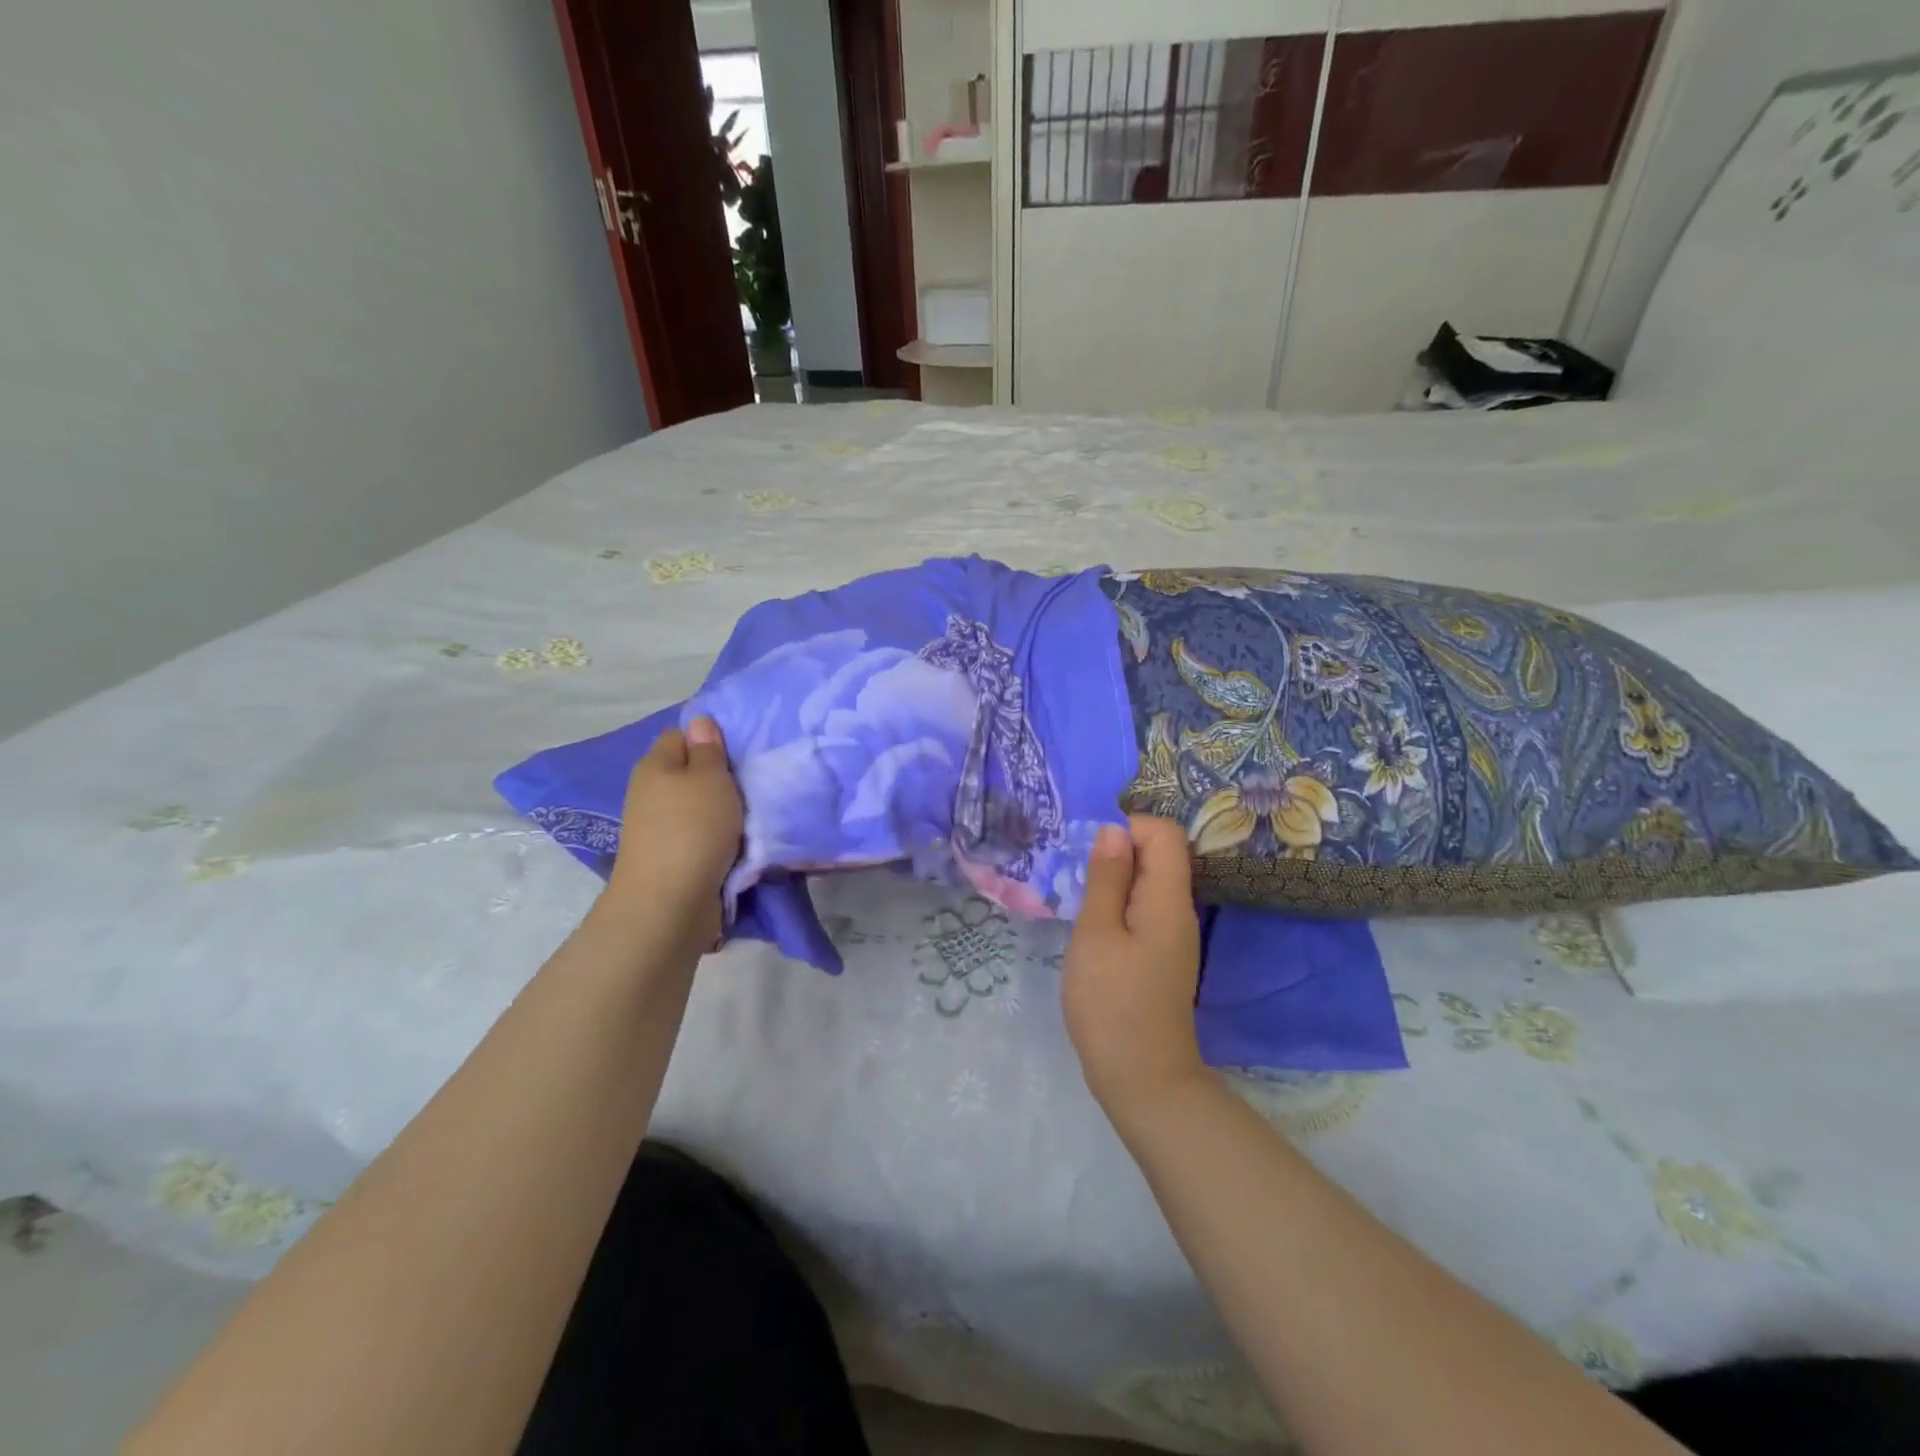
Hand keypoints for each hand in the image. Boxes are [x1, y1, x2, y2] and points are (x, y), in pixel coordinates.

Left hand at [602, 717, 742, 955]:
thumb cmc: (693, 829)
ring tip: (750, 815)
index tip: (739, 754)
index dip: (710, 740)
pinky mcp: (670, 858)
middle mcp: (650, 793)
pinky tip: (738, 844)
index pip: (681, 736)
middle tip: (751, 784)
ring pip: (697, 807)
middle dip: (719, 778)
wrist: (669, 903)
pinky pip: (699, 836)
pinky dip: (718, 839)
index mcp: (655, 765)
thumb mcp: (710, 778)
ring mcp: (658, 828)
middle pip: (690, 773)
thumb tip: (699, 721)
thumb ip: (709, 749)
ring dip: (722, 812)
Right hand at [1063, 816, 1205, 1120]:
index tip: (1091, 854)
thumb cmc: (1111, 1002)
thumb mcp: (1097, 934)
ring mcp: (1174, 935)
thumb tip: (1113, 830)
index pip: (1164, 833)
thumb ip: (1106, 878)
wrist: (1142, 1079)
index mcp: (1169, 899)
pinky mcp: (1162, 955)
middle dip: (1117, 854)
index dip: (1128, 828)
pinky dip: (1119, 905)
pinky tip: (1093, 927)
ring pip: (1149, 883)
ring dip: (1114, 881)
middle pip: (1159, 855)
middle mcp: (1180, 910)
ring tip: (1080, 902)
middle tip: (1078, 879)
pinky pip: (1145, 909)